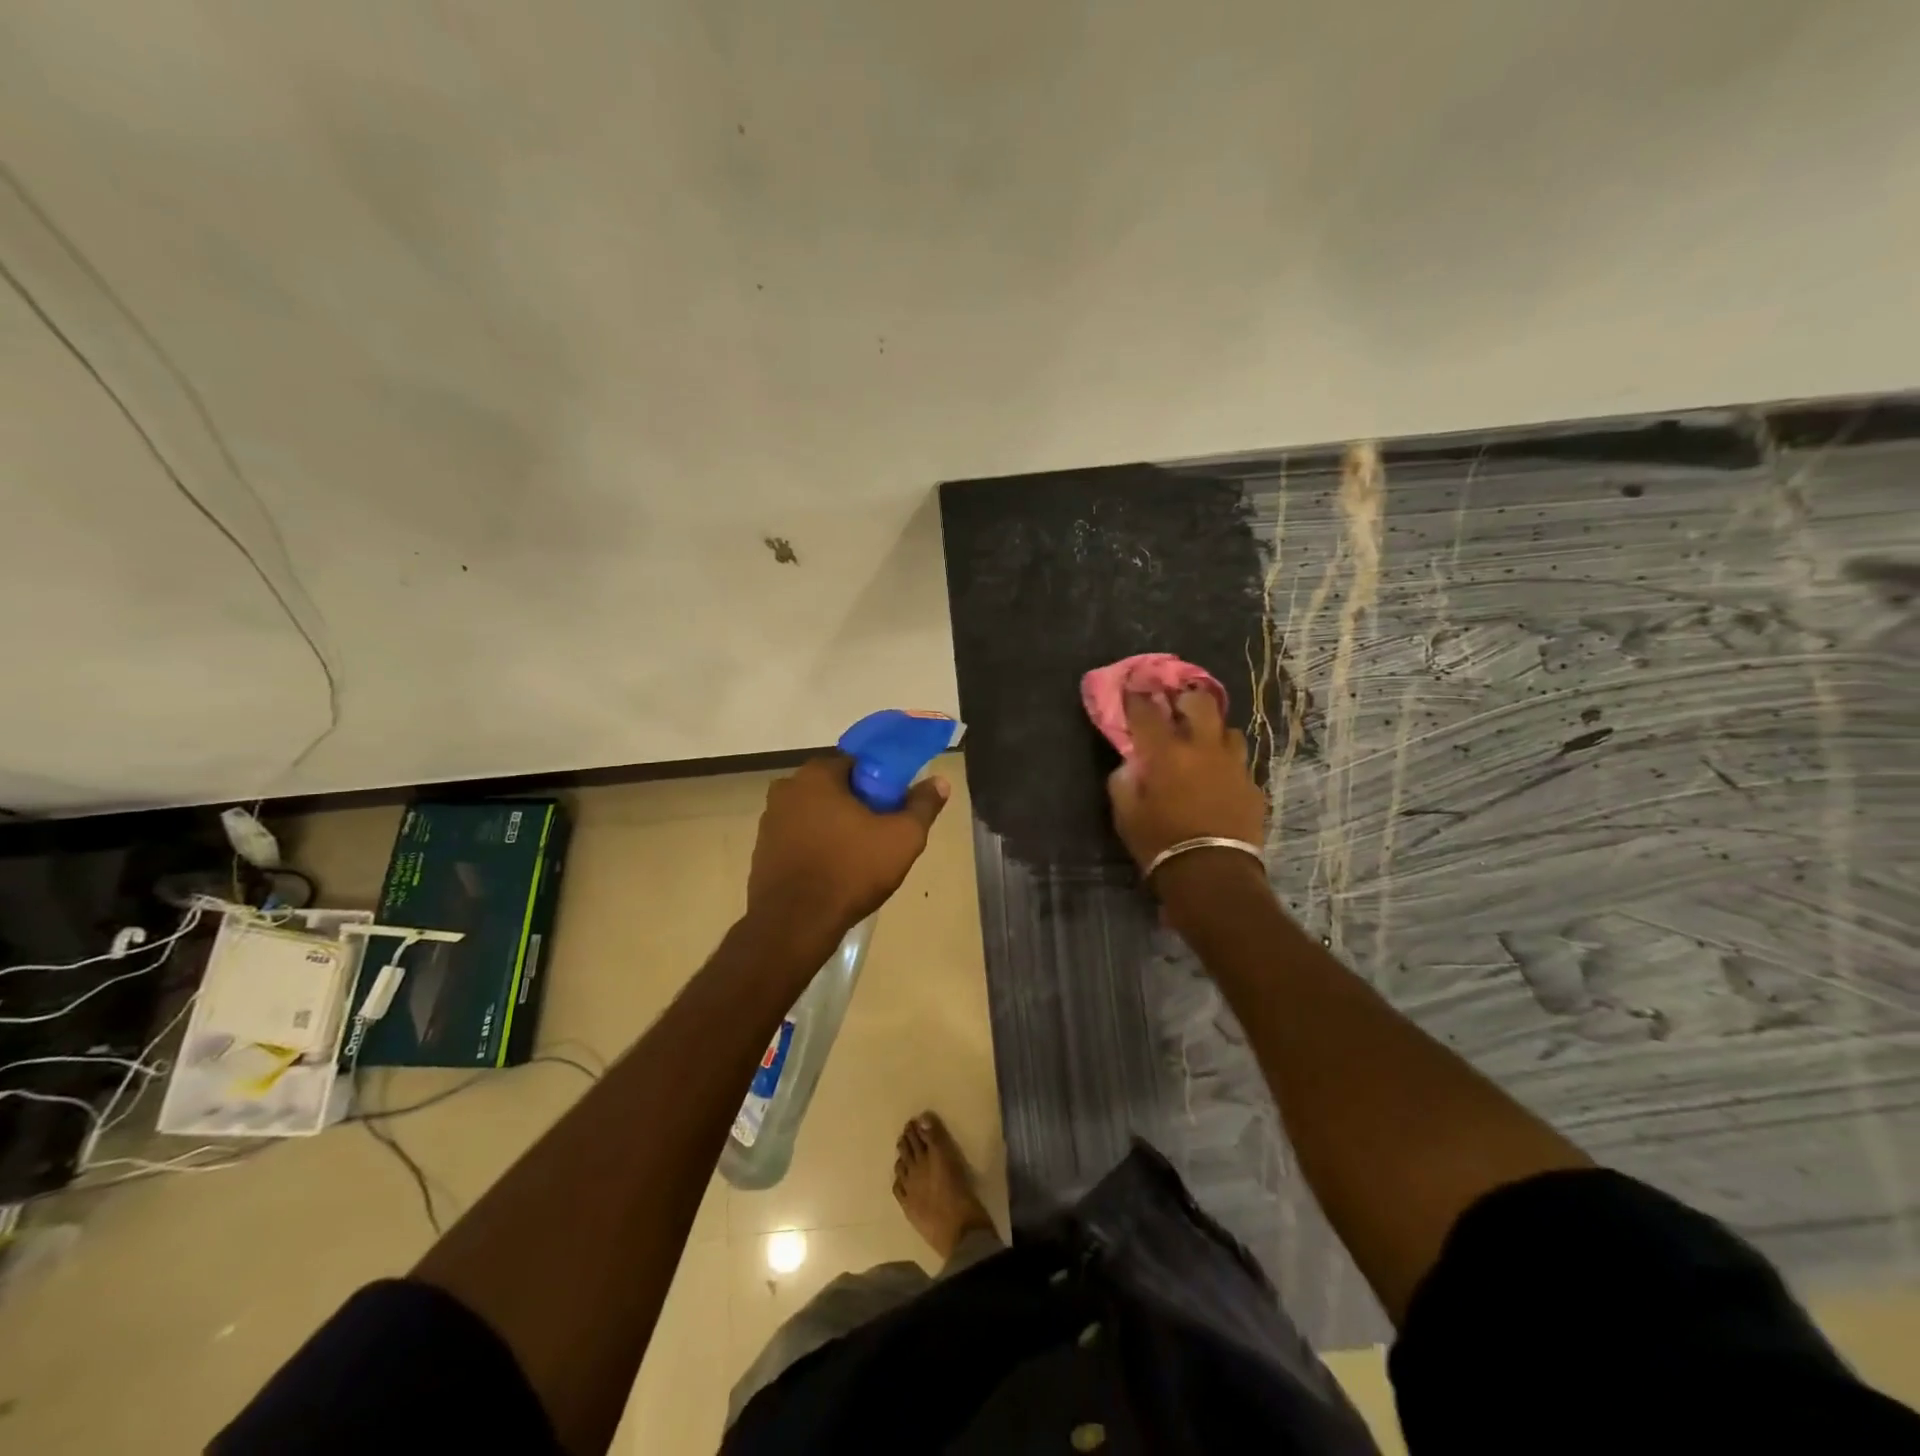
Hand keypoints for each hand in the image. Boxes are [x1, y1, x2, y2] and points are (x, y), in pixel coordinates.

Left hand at [747, 753, 948, 950]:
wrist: (795, 924)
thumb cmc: (851, 871)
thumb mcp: (902, 838)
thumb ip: (922, 806)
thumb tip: (939, 782)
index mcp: (817, 775)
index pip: (857, 763)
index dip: (881, 782)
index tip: (894, 806)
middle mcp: (787, 788)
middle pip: (834, 788)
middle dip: (857, 805)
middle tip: (881, 832)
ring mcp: (769, 820)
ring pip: (815, 814)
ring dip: (835, 827)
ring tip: (859, 856)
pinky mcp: (761, 850)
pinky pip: (799, 838)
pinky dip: (816, 847)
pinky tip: (833, 871)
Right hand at [1106, 688, 1265, 876]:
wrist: (1213, 875)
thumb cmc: (1160, 844)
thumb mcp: (1126, 816)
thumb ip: (1123, 783)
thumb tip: (1129, 766)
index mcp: (1166, 753)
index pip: (1147, 712)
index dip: (1137, 698)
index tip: (1132, 691)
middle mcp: (1203, 749)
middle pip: (1201, 704)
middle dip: (1187, 699)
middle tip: (1177, 708)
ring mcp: (1234, 766)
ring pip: (1229, 731)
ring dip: (1213, 732)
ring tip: (1204, 745)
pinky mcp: (1253, 787)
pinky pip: (1241, 764)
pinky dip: (1227, 765)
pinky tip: (1220, 780)